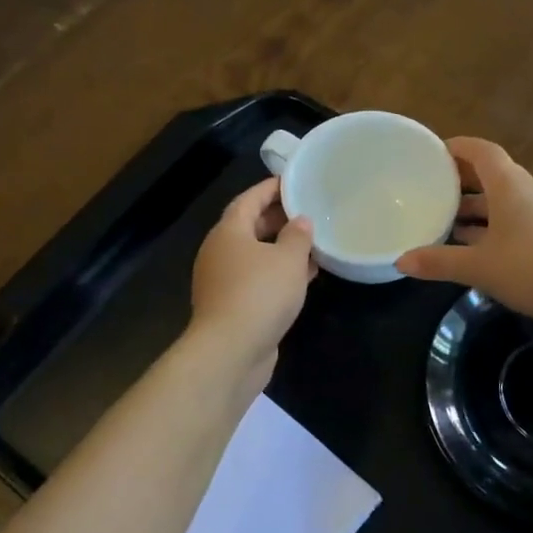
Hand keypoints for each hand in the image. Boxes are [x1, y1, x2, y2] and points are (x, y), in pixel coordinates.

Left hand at [189, 178, 315, 377]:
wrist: (231, 350)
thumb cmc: (260, 294)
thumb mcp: (288, 259)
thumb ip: (298, 236)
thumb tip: (300, 221)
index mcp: (228, 232)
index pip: (249, 200)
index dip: (270, 189)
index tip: (293, 182)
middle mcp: (220, 252)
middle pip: (249, 227)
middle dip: (278, 219)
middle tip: (307, 212)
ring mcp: (223, 281)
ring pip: (255, 256)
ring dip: (281, 249)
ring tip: (312, 244)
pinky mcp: (231, 306)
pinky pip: (257, 279)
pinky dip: (278, 274)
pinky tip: (303, 277)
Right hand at [395, 137, 532, 325]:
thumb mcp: (479, 267)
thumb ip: (439, 262)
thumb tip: (400, 261)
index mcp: (510, 186)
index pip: (481, 151)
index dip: (456, 147)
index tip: (432, 153)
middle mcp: (528, 190)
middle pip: (491, 173)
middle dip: (461, 179)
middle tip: (431, 188)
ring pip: (503, 198)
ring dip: (476, 206)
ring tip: (446, 220)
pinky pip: (516, 217)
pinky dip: (492, 223)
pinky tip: (477, 246)